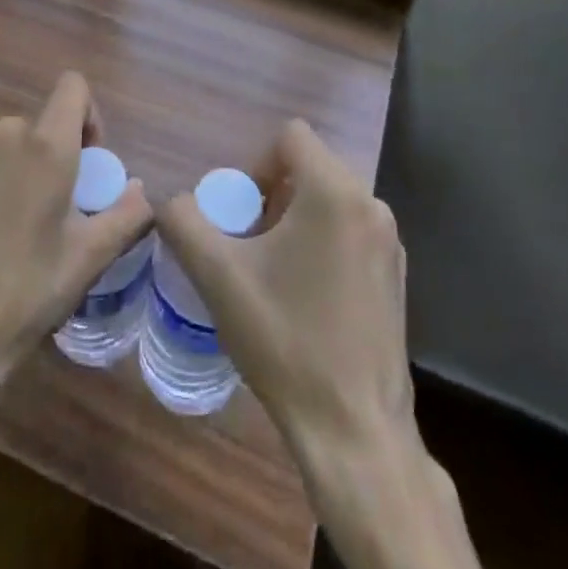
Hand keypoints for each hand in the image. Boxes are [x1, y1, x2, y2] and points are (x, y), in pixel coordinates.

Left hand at [0, 71, 151, 422]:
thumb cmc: (21, 293)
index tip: (91, 165)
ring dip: (28, 176)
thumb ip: (125, 215)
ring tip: (27, 236)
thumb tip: (141, 190)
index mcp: (44, 144)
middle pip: (44, 125)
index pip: (73, 86)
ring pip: (13, 149)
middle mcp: (4, 136)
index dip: (90, 116)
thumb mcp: (87, 259)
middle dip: (61, 158)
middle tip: (65, 214)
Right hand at [156, 120, 412, 461]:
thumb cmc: (286, 341)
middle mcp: (371, 205)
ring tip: (274, 272)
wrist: (355, 432)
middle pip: (310, 167)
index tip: (241, 212)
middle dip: (273, 194)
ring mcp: (390, 242)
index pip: (291, 136)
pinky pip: (351, 231)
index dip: (256, 164)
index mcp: (334, 191)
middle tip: (250, 243)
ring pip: (330, 200)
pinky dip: (323, 243)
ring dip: (296, 219)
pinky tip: (306, 297)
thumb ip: (183, 223)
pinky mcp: (397, 275)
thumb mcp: (218, 276)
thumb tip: (170, 201)